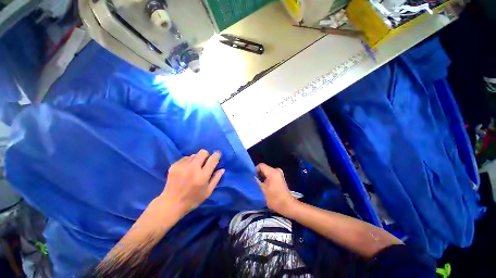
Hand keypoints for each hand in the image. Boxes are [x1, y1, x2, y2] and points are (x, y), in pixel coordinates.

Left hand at [159, 150, 224, 214]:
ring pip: (194, 155)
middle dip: (206, 155)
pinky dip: (188, 161)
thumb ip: (216, 179)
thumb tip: (222, 169)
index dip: (216, 155)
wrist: (171, 204)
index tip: (217, 155)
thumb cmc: (193, 199)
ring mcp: (182, 166)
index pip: (212, 159)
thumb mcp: (208, 192)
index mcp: (202, 176)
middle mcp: (193, 169)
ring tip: (194, 168)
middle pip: (203, 152)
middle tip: (205, 162)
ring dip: (197, 159)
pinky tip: (186, 169)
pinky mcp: (174, 166)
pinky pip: (185, 158)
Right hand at [256, 163, 295, 215]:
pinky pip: (271, 175)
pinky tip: (265, 186)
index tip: (252, 178)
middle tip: (255, 182)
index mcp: (272, 172)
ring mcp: (279, 174)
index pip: (260, 165)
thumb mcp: (262, 190)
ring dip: (263, 177)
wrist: (287, 206)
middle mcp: (276, 170)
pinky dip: (267, 178)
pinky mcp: (280, 178)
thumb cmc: (274, 198)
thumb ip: (256, 181)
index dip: (255, 170)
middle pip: (264, 168)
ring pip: (267, 172)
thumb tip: (252, 177)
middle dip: (259, 174)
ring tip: (260, 185)